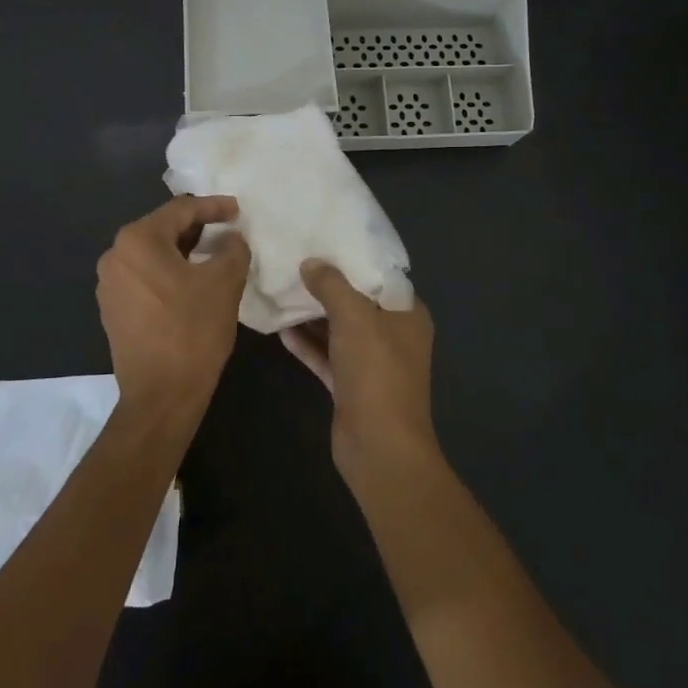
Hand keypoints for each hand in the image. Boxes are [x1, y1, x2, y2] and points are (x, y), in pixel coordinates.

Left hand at [96, 196, 250, 422]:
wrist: (161, 395)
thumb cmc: (193, 330)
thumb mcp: (225, 282)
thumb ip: (233, 249)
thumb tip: (231, 238)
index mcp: (137, 241)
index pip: (181, 210)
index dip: (214, 206)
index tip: (238, 210)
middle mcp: (115, 256)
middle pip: (163, 230)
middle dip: (198, 229)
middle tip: (228, 231)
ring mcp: (109, 285)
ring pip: (153, 255)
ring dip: (183, 252)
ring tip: (213, 256)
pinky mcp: (112, 310)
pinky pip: (144, 278)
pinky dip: (169, 274)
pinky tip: (191, 284)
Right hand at [284, 261, 437, 480]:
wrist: (378, 446)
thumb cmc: (376, 372)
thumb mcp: (354, 317)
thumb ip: (332, 285)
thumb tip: (312, 262)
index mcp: (407, 314)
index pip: (380, 276)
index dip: (352, 259)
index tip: (321, 241)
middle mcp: (393, 335)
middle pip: (357, 302)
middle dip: (327, 286)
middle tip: (293, 262)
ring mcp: (371, 363)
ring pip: (339, 330)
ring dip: (313, 315)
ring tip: (281, 290)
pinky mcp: (350, 386)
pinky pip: (327, 356)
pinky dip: (307, 344)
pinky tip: (280, 330)